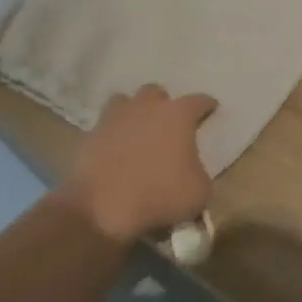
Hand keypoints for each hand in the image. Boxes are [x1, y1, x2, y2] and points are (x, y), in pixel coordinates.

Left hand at [63, 84, 216, 243]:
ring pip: (125, 101)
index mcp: (178, 114)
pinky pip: (104, 126)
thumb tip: (193, 172)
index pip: (199, 100)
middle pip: (156, 92)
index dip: (207, 105)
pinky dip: (112, 134)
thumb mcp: (199, 192)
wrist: (101, 209)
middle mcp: (146, 107)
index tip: (211, 110)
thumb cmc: (159, 195)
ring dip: (133, 111)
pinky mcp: (90, 136)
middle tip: (168, 123)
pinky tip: (115, 149)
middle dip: (163, 104)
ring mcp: (114, 118)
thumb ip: (201, 173)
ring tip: (137, 129)